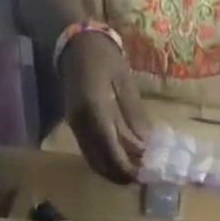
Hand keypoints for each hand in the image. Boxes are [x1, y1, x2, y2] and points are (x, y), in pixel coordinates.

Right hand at [58, 31, 150, 182]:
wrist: (72, 41)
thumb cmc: (101, 54)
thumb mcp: (123, 79)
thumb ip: (134, 113)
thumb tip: (147, 143)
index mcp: (94, 109)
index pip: (111, 150)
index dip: (127, 167)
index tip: (143, 175)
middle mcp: (81, 124)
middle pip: (101, 162)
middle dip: (121, 175)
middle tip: (141, 179)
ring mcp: (76, 127)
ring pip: (94, 161)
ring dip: (113, 171)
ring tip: (134, 172)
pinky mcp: (75, 127)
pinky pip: (90, 152)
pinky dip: (106, 161)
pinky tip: (122, 160)